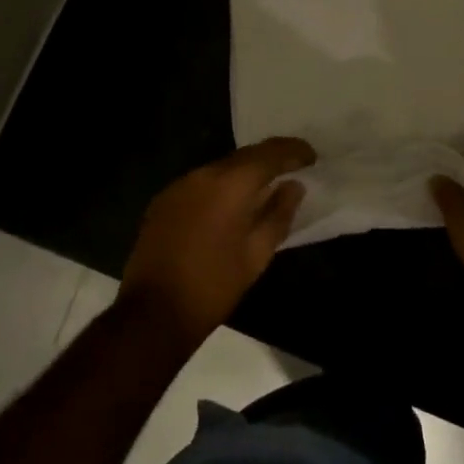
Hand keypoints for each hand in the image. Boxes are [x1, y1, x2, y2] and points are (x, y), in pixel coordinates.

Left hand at [120, 137, 313, 347]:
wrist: (152, 313)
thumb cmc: (213, 286)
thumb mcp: (256, 255)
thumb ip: (279, 214)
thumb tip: (294, 186)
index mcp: (230, 183)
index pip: (269, 153)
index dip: (293, 150)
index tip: (312, 157)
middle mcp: (203, 173)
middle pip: (244, 156)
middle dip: (270, 159)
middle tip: (293, 168)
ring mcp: (179, 185)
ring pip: (221, 168)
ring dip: (244, 174)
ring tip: (264, 188)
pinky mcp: (163, 200)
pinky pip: (201, 183)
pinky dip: (221, 187)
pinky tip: (229, 207)